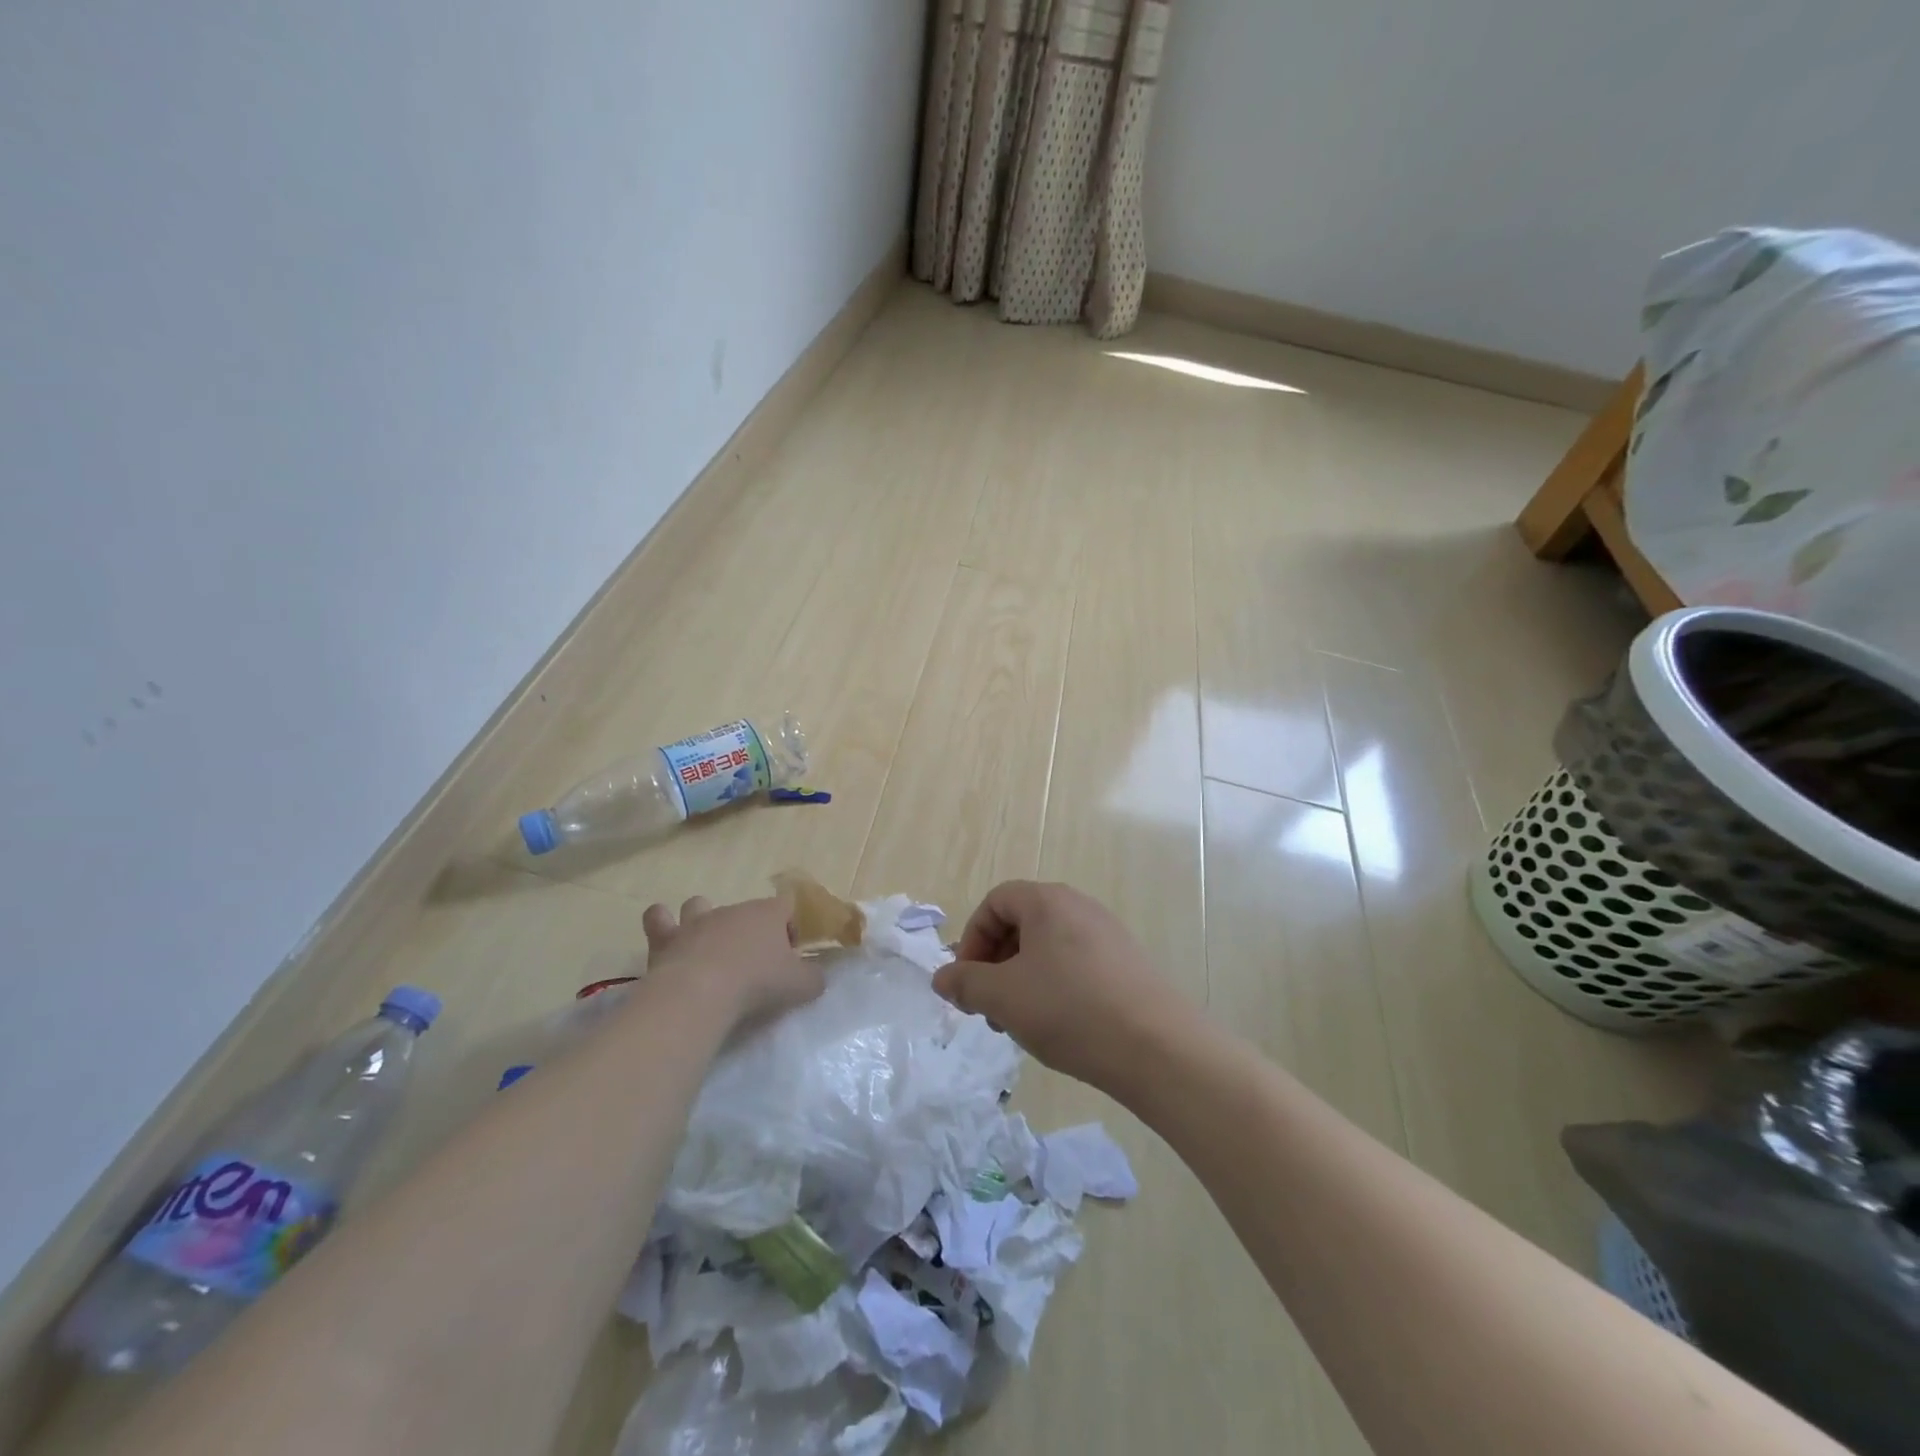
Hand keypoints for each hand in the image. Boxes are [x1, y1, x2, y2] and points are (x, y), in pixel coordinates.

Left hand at [642, 895, 822, 1025]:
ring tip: (707, 944)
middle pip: (746, 909)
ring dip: (702, 918)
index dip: (790, 926)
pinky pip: (658, 919)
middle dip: (750, 929)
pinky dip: (662, 925)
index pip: (786, 906)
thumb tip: (815, 977)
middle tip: (753, 962)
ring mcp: (697, 922)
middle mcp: (732, 910)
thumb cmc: (757, 983)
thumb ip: (813, 978)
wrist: (700, 993)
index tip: (789, 954)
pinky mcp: (666, 939)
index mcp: (767, 913)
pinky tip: (667, 940)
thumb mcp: (800, 985)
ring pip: (699, 904)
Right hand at [932, 880, 1195, 1097]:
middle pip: (1022, 923)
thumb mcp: (1003, 997)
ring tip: (1020, 1023)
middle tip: (989, 1006)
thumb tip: (943, 978)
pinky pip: (1076, 964)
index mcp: (1048, 901)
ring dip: (1023, 979)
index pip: (995, 902)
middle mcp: (1079, 906)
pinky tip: (1059, 1026)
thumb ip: (965, 983)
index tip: (967, 981)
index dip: (972, 938)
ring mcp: (1108, 934)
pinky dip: (1055, 987)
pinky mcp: (1127, 963)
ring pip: (1048, 948)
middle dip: (995, 963)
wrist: (1158, 1048)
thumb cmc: (1070, 1010)